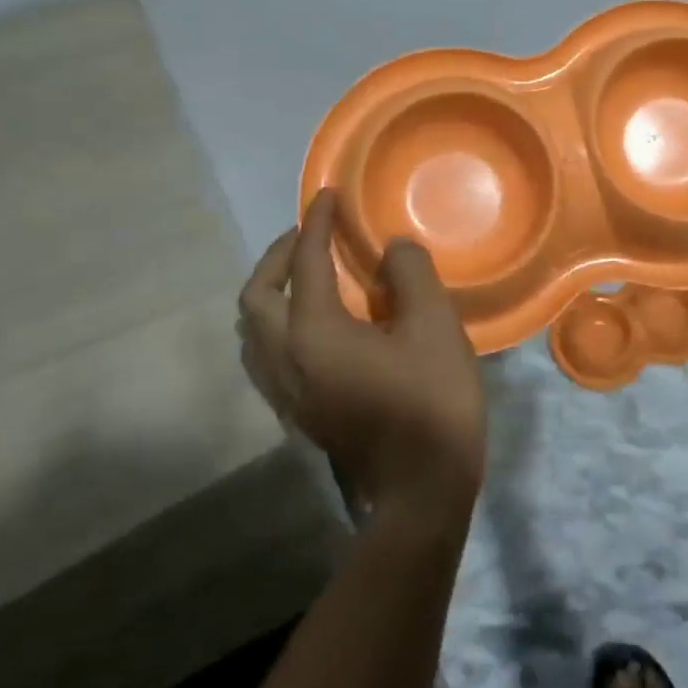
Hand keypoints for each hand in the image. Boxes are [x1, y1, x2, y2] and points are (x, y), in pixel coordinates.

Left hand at [239, 189, 485, 526]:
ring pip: (252, 331)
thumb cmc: (431, 402)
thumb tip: (391, 250)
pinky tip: (315, 324)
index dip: (316, 224)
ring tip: (306, 276)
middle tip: (309, 237)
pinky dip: (278, 324)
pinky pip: (266, 355)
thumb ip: (411, 274)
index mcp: (314, 333)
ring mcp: (286, 392)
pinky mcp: (298, 413)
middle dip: (277, 257)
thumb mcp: (434, 326)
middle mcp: (285, 360)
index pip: (304, 263)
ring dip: (271, 293)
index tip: (327, 196)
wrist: (421, 491)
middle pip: (255, 297)